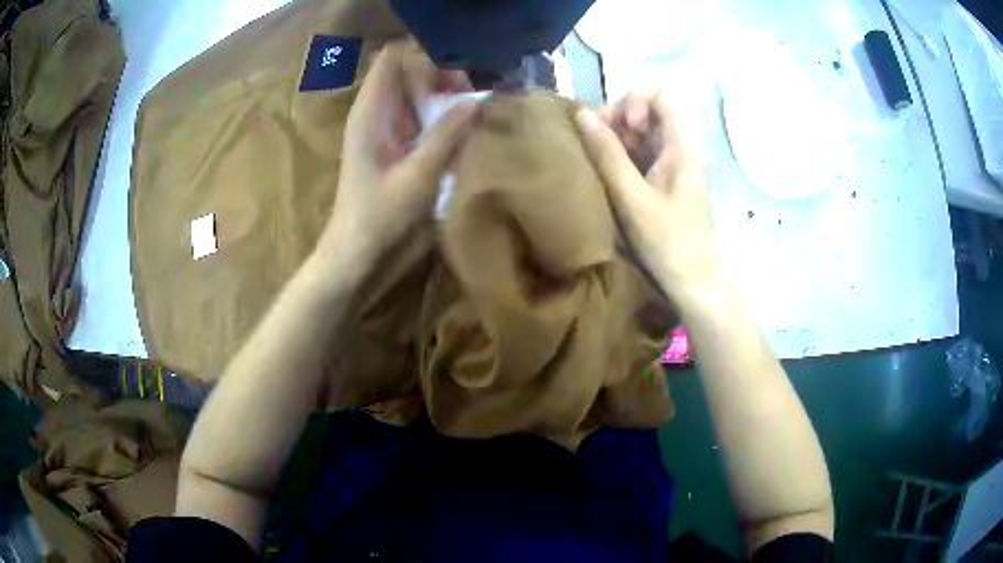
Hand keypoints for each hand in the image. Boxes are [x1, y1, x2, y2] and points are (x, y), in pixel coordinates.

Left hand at [317, 40, 476, 267]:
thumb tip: (479, 100)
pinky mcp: (392, 142)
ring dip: (443, 94)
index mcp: (371, 111)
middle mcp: (375, 110)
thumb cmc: (379, 216)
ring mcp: (382, 125)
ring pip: (414, 90)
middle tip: (471, 94)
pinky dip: (438, 113)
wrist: (355, 250)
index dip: (425, 55)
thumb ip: (448, 135)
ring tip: (471, 109)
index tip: (457, 75)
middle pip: (407, 69)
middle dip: (441, 73)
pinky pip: (417, 112)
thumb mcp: (418, 176)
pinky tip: (458, 129)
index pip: (393, 57)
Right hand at [576, 91, 720, 299]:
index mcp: (682, 145)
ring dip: (618, 137)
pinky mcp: (668, 180)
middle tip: (598, 144)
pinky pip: (644, 152)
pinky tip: (609, 173)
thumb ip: (608, 154)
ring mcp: (675, 163)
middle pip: (650, 108)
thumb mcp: (632, 198)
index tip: (619, 127)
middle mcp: (681, 147)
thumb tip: (582, 114)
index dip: (635, 100)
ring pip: (645, 131)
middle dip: (620, 117)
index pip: (662, 94)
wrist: (695, 282)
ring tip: (599, 160)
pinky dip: (624, 154)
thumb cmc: (668, 242)